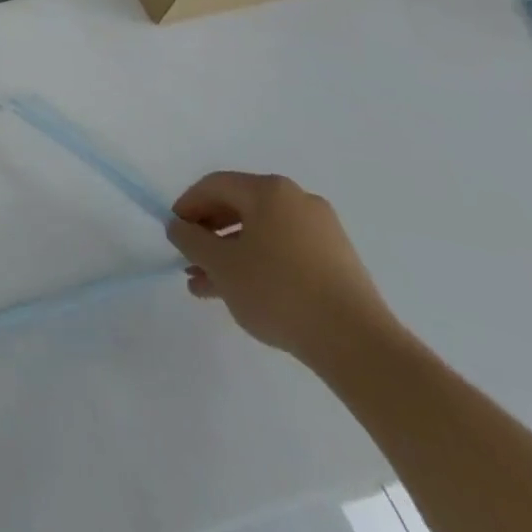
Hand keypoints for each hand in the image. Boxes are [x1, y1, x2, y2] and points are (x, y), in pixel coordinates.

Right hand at [165, 171, 399, 367]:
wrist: (358, 345)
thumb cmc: (279, 291)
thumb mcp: (220, 265)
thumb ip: (190, 240)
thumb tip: (179, 227)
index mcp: (270, 191)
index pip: (214, 186)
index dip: (187, 206)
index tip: (173, 233)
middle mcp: (298, 201)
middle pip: (238, 208)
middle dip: (208, 235)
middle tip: (188, 261)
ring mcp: (322, 232)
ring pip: (260, 234)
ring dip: (229, 255)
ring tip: (207, 287)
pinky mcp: (337, 261)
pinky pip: (284, 251)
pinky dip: (258, 265)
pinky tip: (241, 294)